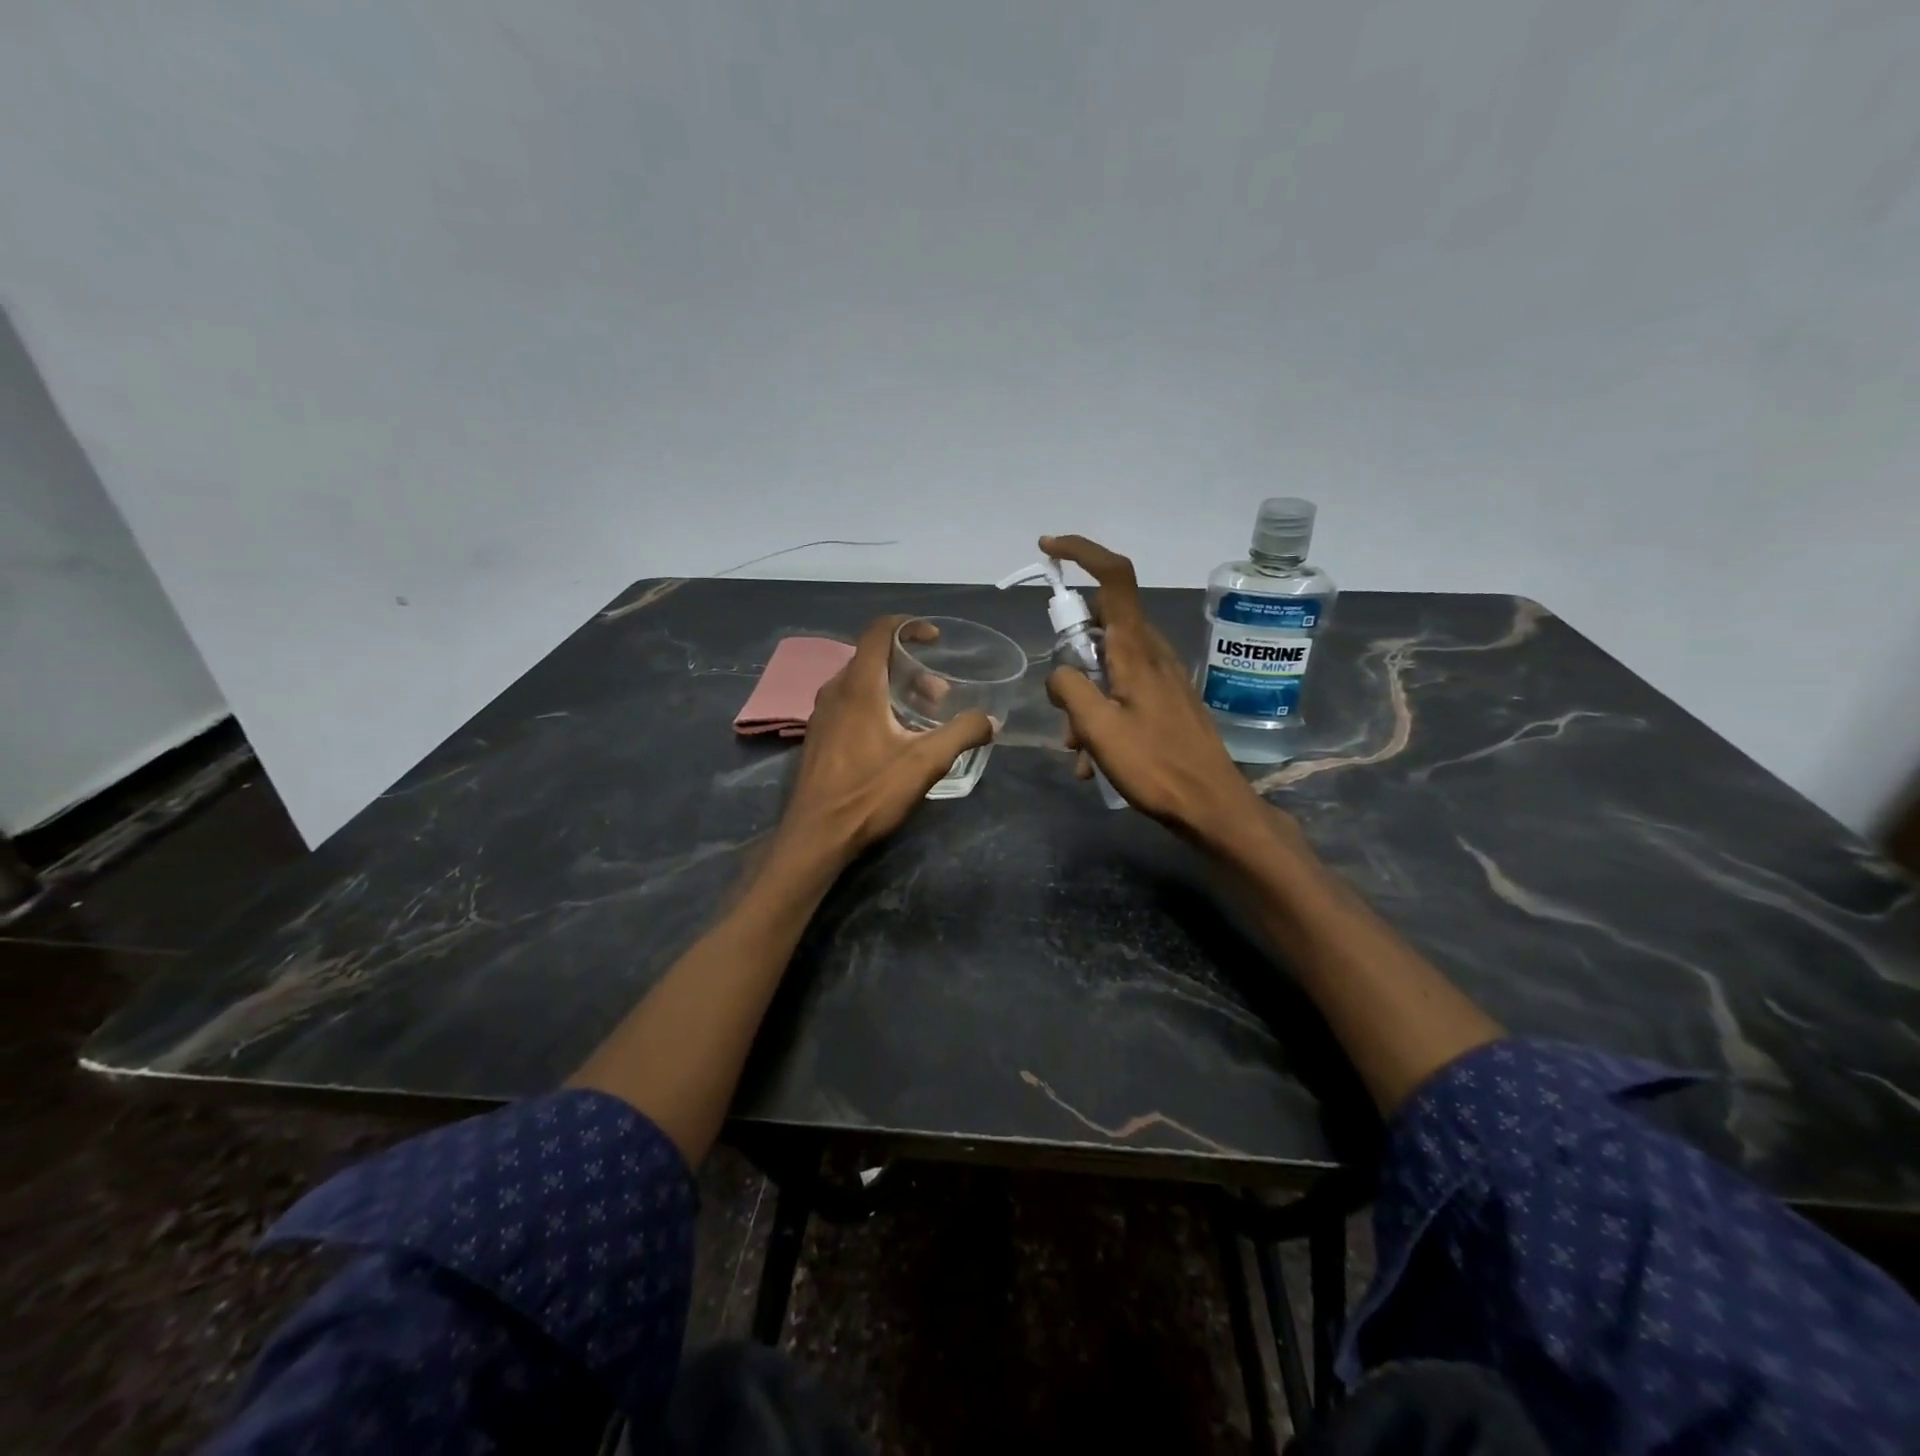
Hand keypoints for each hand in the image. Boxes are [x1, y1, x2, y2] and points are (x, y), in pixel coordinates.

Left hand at [778, 615, 993, 859]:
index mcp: (859, 686)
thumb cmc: (868, 792)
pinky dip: (876, 705)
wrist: (816, 835)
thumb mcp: (925, 763)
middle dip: (909, 666)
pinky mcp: (818, 737)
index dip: (909, 625)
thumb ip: (962, 734)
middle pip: (872, 658)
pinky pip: (849, 704)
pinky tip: (894, 737)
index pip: (879, 631)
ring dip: (894, 689)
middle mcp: (835, 691)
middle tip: (939, 693)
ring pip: (861, 683)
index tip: (935, 639)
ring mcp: (822, 715)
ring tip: (923, 716)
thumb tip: (990, 720)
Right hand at [1040, 535, 1273, 848]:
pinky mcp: (1166, 700)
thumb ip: (1068, 688)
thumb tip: (1060, 673)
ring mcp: (1161, 677)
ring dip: (1083, 700)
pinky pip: (1121, 692)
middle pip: (1100, 627)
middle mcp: (1151, 653)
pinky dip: (1101, 717)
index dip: (1082, 552)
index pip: (1115, 577)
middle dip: (1069, 660)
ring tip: (1078, 750)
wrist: (1211, 806)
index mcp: (1135, 650)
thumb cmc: (1155, 765)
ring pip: (1106, 666)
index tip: (1048, 550)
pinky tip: (1094, 762)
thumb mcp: (1098, 728)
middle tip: (1061, 707)